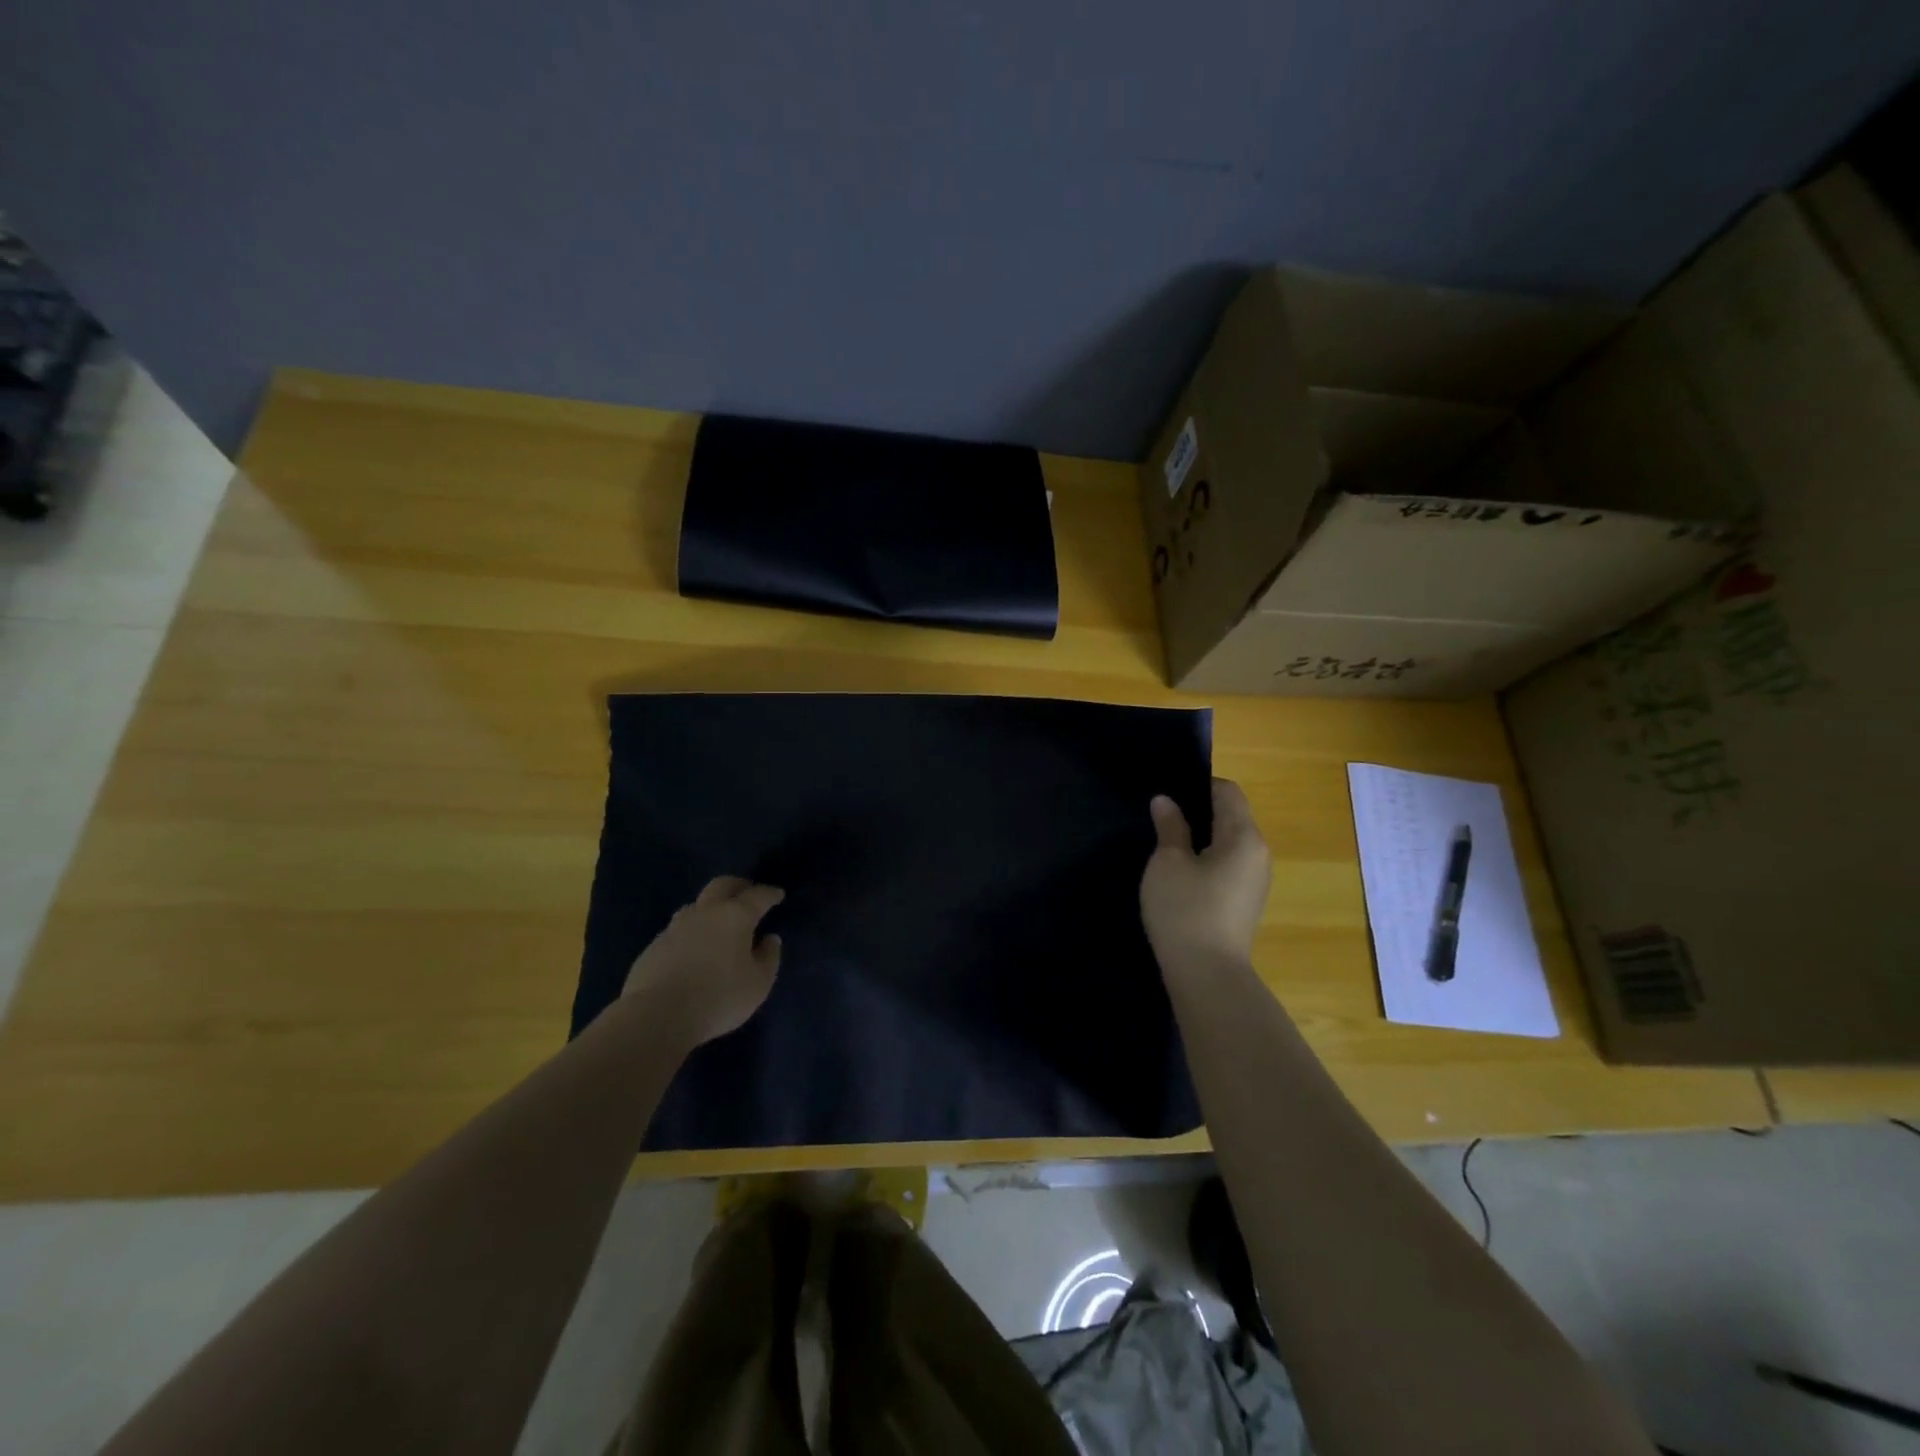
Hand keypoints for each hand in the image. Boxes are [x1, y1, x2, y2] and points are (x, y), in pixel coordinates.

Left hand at [622, 876, 784, 1047]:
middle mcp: (705, 913)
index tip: (778, 894)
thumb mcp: (758, 984)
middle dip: (738, 885)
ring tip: (719, 920)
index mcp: (735, 916)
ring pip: (696, 905)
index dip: (770, 893)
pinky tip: (694, 947)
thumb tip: (769, 939)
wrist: (657, 1016)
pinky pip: (678, 929)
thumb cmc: (719, 998)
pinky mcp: (654, 946)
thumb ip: (769, 958)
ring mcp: (675, 927)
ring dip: (711, 906)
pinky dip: (692, 931)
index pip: (758, 896)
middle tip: (748, 892)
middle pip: (722, 885)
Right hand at [1141, 778, 1271, 973]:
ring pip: (1229, 844)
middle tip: (1161, 816)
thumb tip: (1166, 801)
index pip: (1228, 792)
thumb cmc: (1186, 910)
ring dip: (1201, 839)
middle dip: (1198, 812)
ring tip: (1166, 845)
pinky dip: (1206, 861)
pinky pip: (1227, 867)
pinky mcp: (1245, 904)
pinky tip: (1180, 875)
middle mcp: (1258, 854)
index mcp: (1244, 837)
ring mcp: (1255, 882)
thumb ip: (1170, 827)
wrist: (1207, 976)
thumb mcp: (1168, 863)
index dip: (1197, 785)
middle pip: (1231, 817)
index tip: (1168, 794)